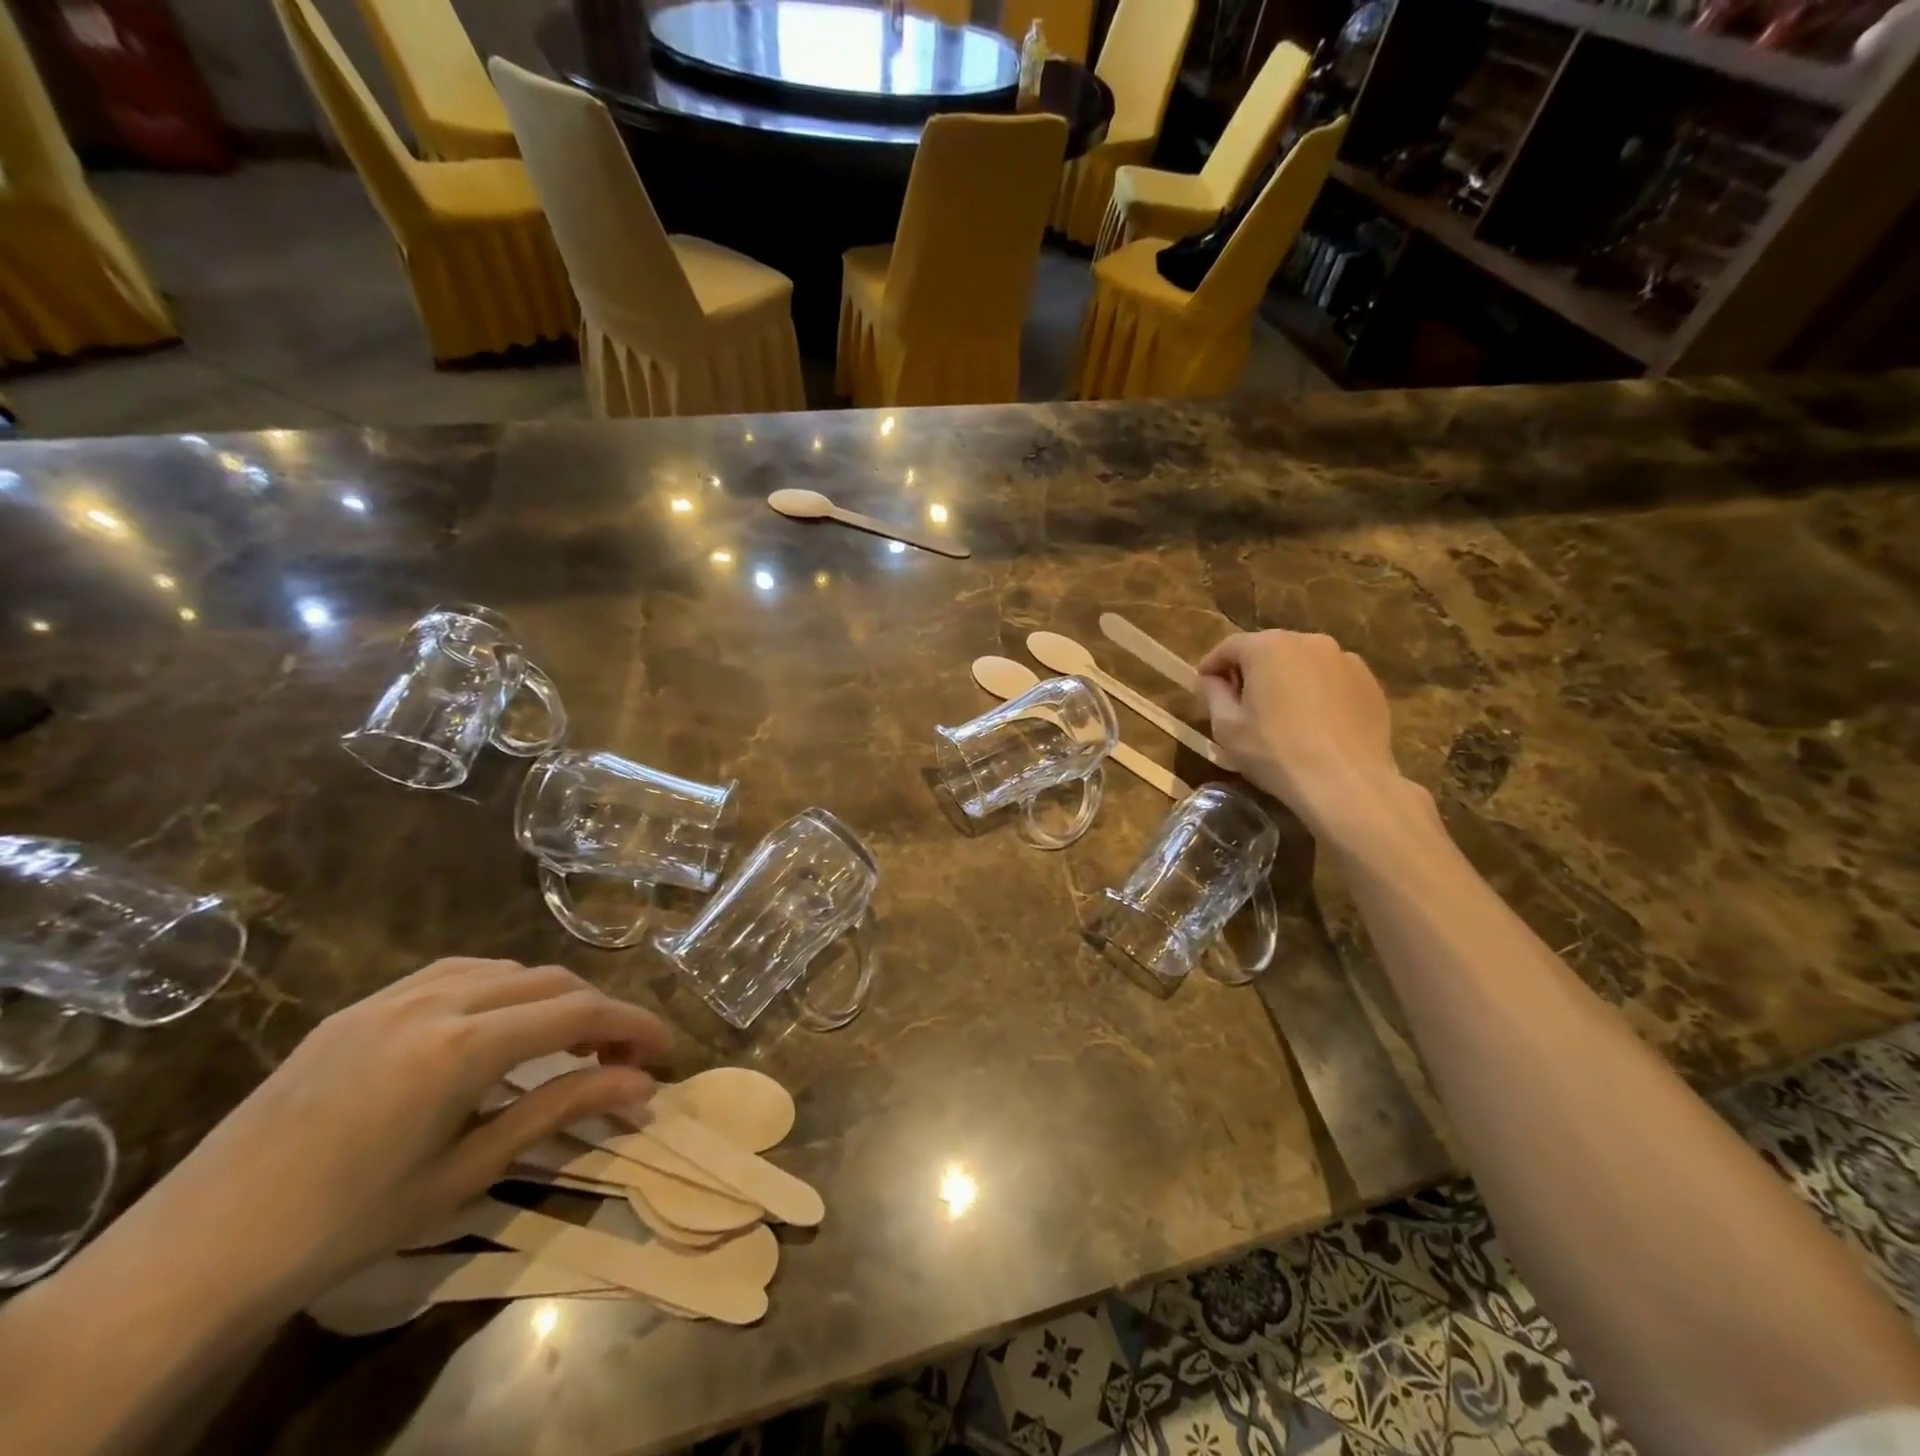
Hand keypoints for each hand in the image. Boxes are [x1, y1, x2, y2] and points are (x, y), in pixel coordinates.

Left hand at [128, 958, 669, 1310]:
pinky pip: (454, 973)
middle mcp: (437, 1000)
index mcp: (464, 1045)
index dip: (633, 1024)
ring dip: (551, 995)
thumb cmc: (342, 1225)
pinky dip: (499, 988)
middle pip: (550, 981)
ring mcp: (392, 996)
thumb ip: (560, 1110)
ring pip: (505, 968)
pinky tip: (497, 1024)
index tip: (667, 1048)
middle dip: (599, 1010)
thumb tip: (642, 1087)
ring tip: (565, 1040)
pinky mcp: (360, 1007)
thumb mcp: (466, 1171)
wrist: (192, 1254)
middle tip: (622, 1055)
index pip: (579, 1011)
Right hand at [1196, 630, 1410, 836]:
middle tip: (1239, 703)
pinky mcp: (1369, 683)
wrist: (1346, 784)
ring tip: (1279, 714)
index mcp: (1269, 647)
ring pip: (1302, 663)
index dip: (1211, 666)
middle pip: (1268, 650)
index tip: (1202, 688)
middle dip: (1249, 671)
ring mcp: (1345, 660)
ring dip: (1285, 680)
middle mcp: (1309, 642)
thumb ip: (1213, 694)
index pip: (1229, 646)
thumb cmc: (1276, 752)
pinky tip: (1313, 723)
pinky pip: (1331, 680)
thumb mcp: (1227, 727)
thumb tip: (1209, 680)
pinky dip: (1316, 692)